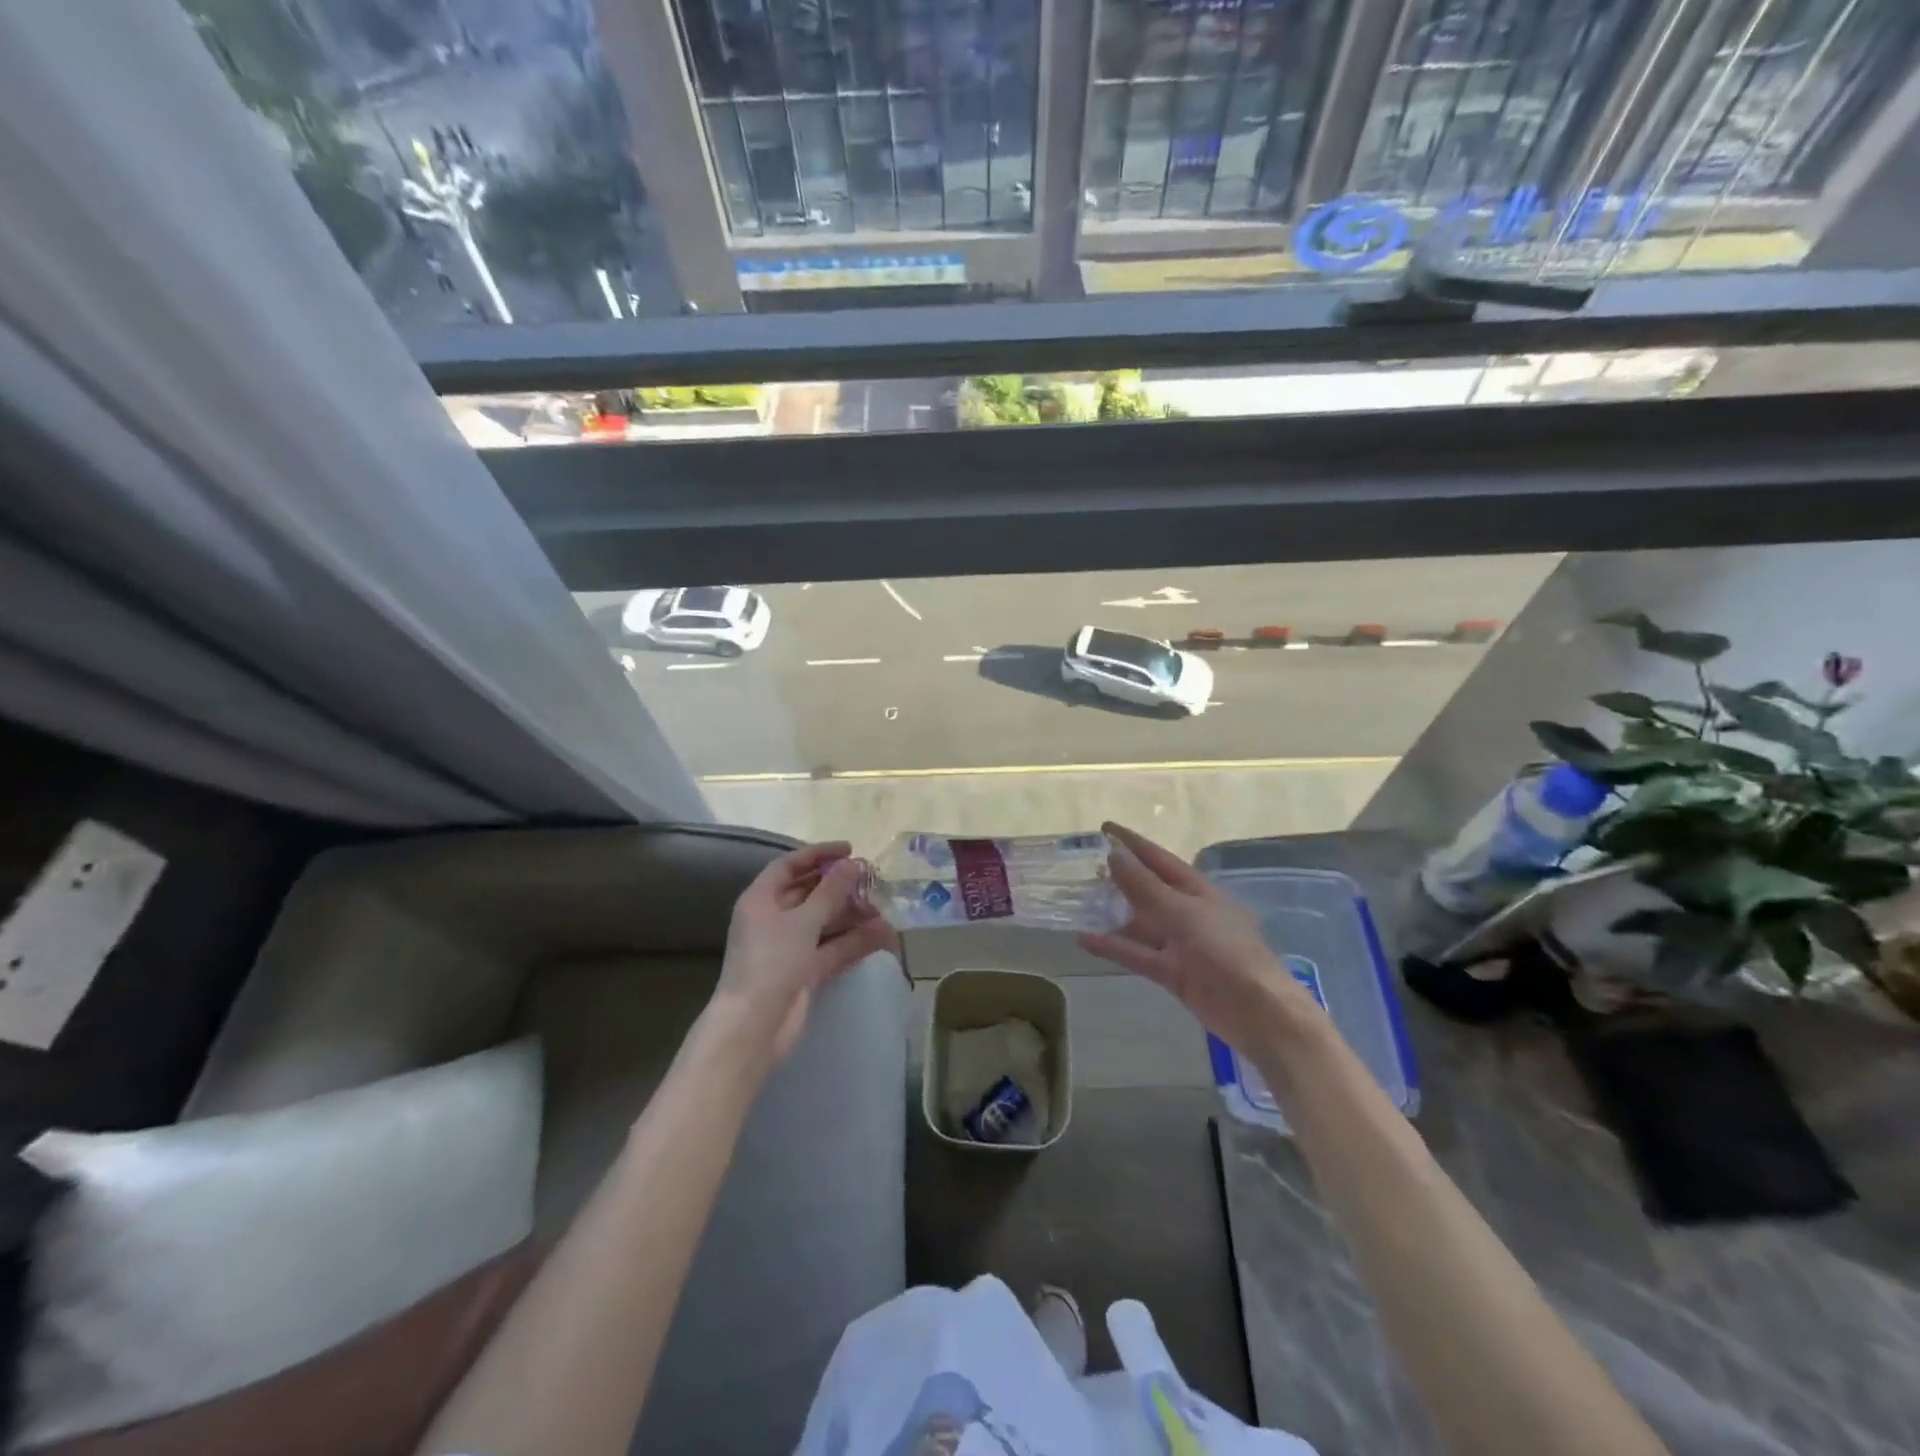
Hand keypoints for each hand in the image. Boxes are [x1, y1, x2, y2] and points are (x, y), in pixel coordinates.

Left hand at [707, 843, 896, 1067]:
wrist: (754, 1027)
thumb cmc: (771, 963)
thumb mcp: (802, 922)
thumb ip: (830, 892)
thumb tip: (852, 864)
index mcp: (761, 900)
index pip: (789, 866)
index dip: (818, 854)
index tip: (850, 850)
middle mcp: (774, 919)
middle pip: (809, 893)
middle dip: (841, 887)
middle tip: (872, 880)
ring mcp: (790, 947)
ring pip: (825, 922)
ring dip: (852, 915)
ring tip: (883, 908)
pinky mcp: (805, 972)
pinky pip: (833, 948)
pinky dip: (854, 941)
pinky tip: (882, 934)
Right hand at [1080, 822, 1324, 1046]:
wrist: (1255, 1010)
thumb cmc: (1224, 950)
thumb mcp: (1182, 912)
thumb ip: (1145, 886)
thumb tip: (1114, 854)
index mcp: (1197, 889)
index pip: (1158, 859)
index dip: (1132, 843)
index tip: (1104, 827)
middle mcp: (1187, 912)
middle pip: (1148, 889)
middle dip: (1119, 877)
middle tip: (1084, 866)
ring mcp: (1180, 943)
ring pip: (1141, 923)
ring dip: (1114, 913)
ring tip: (1080, 901)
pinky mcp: (1173, 972)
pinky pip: (1138, 954)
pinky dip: (1114, 946)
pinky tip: (1085, 939)